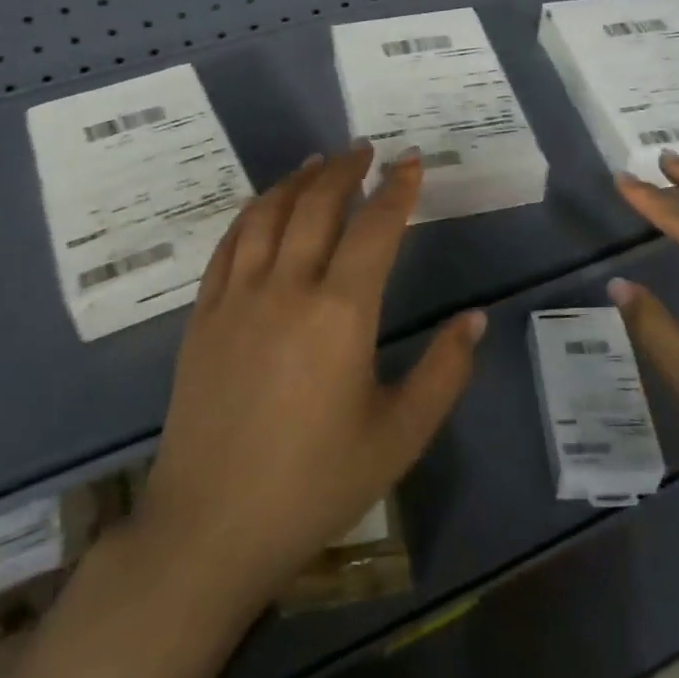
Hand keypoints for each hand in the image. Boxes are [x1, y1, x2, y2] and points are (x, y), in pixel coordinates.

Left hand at [136, 145, 484, 612]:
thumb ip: (444, 372)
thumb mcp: (398, 436)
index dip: (397, 189)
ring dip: (296, 181)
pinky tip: (263, 207)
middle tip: (365, 150)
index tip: (411, 161)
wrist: (211, 528)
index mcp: (340, 313)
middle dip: (345, 170)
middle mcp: (286, 287)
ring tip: (317, 162)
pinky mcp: (203, 314)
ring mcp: (237, 297)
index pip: (375, 228)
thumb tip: (475, 319)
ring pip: (268, 214)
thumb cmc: (315, 484)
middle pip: (317, 205)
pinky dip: (251, 213)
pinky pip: (228, 244)